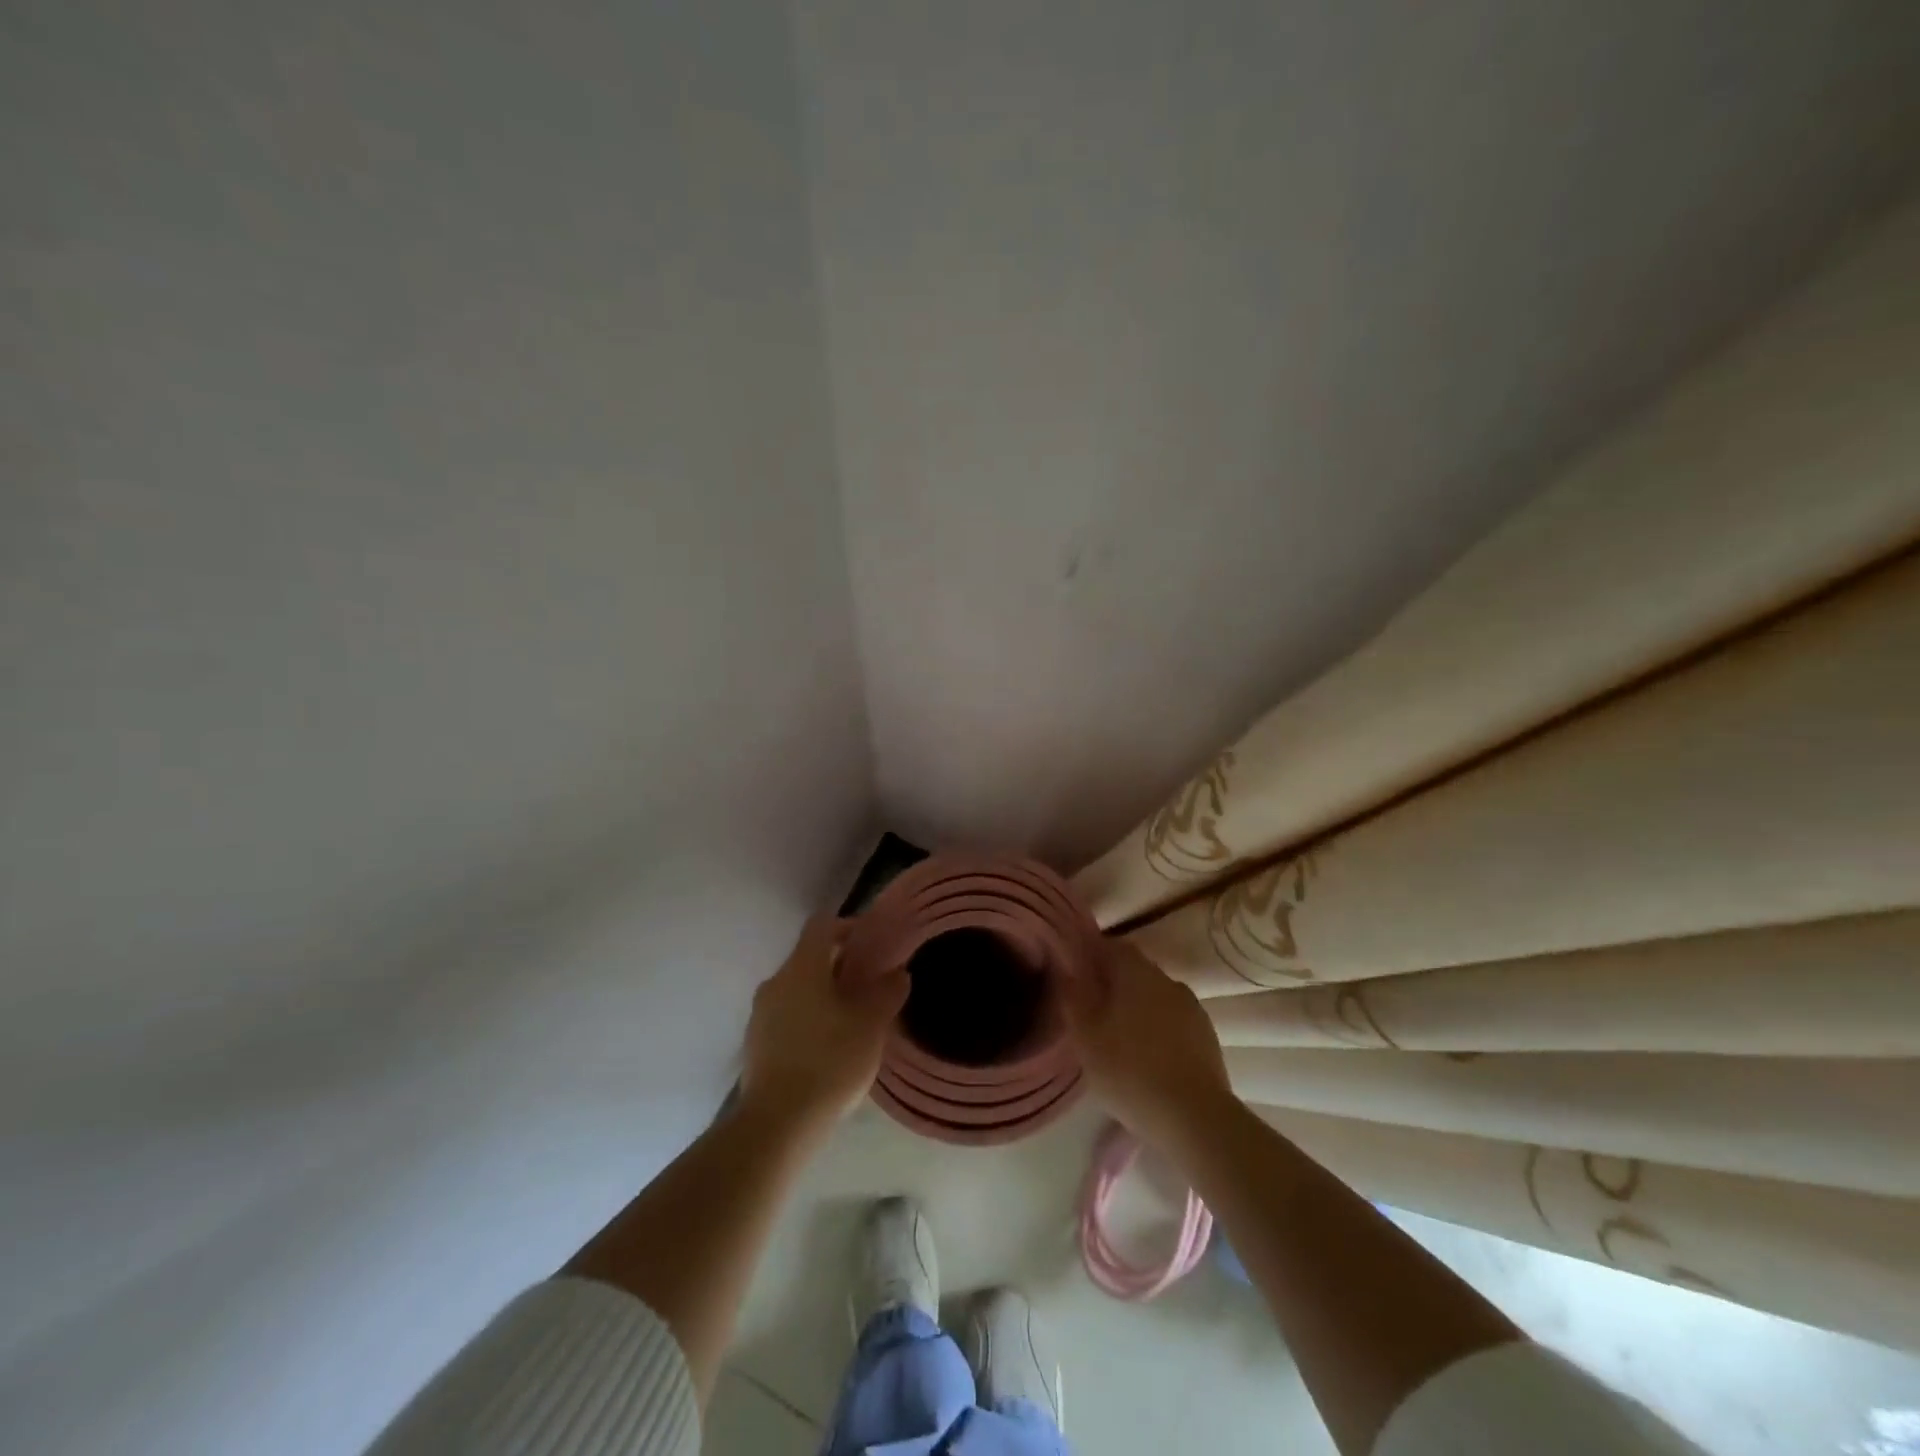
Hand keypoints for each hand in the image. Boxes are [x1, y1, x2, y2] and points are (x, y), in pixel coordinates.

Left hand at [739, 914, 908, 1129]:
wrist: (778, 1123)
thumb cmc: (830, 1061)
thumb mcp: (871, 1025)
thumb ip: (887, 992)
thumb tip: (898, 973)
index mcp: (802, 967)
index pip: (822, 925)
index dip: (848, 926)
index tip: (871, 944)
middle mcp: (776, 981)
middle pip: (809, 958)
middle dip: (839, 966)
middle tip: (869, 985)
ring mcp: (760, 1014)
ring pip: (797, 989)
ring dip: (823, 995)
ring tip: (852, 1020)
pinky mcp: (755, 1044)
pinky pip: (786, 1017)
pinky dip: (808, 1020)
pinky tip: (828, 1048)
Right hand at [1061, 937, 1235, 1155]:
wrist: (1196, 1117)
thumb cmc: (1129, 1071)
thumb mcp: (1085, 1037)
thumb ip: (1073, 997)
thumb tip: (1066, 970)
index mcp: (1135, 971)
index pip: (1109, 945)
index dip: (1090, 954)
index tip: (1075, 974)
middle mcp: (1166, 979)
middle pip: (1134, 969)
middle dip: (1113, 982)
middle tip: (1092, 1009)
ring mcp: (1191, 1006)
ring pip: (1155, 995)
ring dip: (1137, 1006)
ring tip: (1120, 1036)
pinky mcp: (1207, 1035)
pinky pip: (1174, 1020)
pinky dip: (1158, 1028)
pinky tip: (1149, 1055)